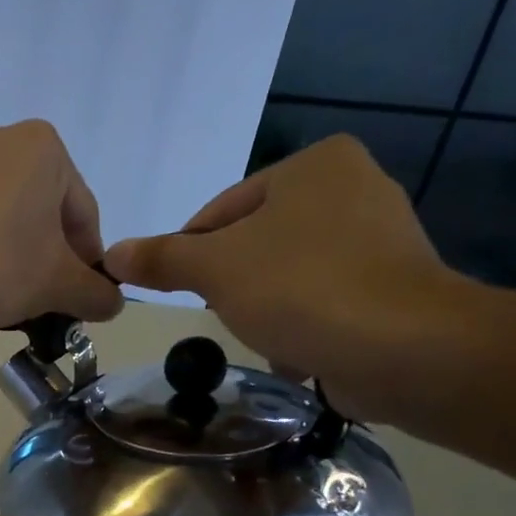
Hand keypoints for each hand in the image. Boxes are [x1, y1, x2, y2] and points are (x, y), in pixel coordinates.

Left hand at [0, 120, 123, 330]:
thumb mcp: (54, 285)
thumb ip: (93, 293)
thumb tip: (113, 304)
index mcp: (43, 147)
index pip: (83, 213)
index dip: (87, 263)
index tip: (78, 299)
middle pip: (42, 210)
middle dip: (47, 257)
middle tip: (43, 300)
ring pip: (3, 214)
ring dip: (13, 253)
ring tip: (6, 296)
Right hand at [102, 134, 469, 416]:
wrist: (404, 349)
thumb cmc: (301, 289)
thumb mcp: (214, 269)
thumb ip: (161, 259)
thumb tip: (112, 255)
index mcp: (315, 165)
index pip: (221, 210)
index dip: (189, 254)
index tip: (177, 293)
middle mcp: (356, 187)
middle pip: (256, 242)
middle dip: (231, 284)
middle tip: (221, 316)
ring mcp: (383, 238)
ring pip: (288, 274)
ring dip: (265, 307)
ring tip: (260, 336)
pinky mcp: (396, 286)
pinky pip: (326, 300)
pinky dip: (304, 323)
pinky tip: (295, 350)